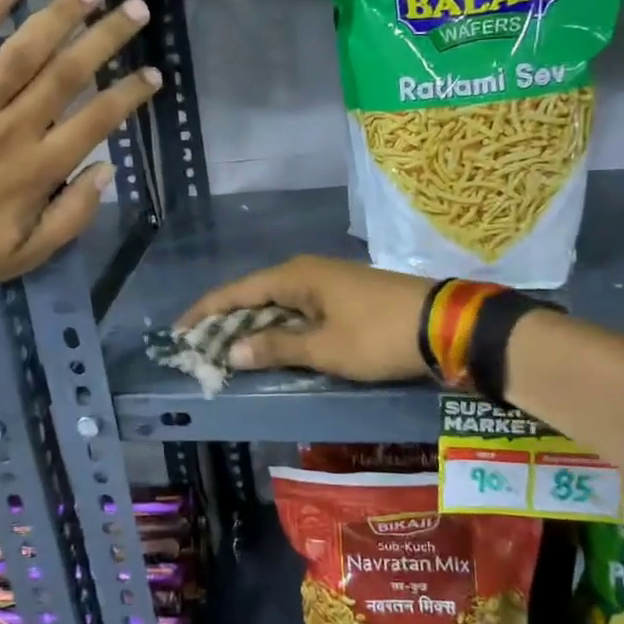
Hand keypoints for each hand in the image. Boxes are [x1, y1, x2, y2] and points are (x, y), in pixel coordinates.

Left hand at [0, 0, 158, 293]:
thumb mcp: (28, 255)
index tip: (153, 74)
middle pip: (67, 74)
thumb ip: (72, 215)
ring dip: (59, 16)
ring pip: (21, 52)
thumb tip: (106, 170)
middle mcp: (11, 130)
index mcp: (38, 170)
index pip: (97, 120)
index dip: (130, 94)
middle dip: (106, 39)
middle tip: (136, 10)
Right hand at [178, 256, 432, 382]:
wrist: (445, 325)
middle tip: (199, 347)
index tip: (178, 332)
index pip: (236, 292)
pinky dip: (279, 327)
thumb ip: (277, 348)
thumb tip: (232, 352)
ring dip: (252, 326)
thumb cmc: (378, 335)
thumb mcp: (325, 348)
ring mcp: (328, 282)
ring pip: (277, 303)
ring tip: (227, 350)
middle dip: (225, 321)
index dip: (205, 312)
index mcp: (295, 276)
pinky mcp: (344, 296)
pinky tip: (273, 345)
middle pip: (253, 295)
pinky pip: (298, 309)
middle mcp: (307, 272)